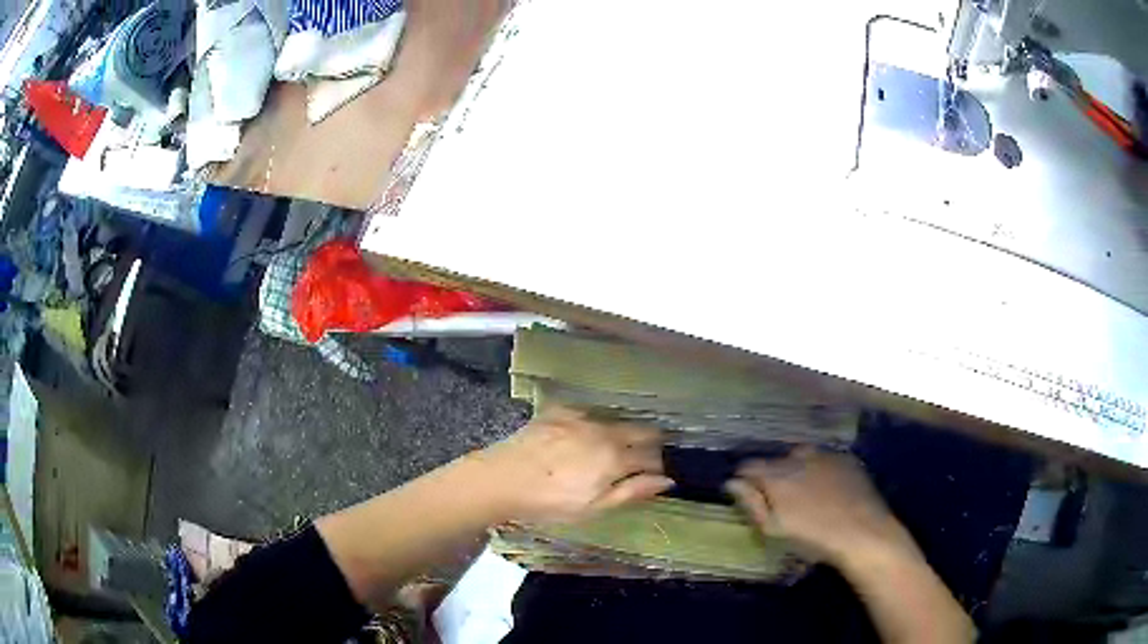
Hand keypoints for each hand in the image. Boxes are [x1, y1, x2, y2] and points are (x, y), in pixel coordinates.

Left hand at [479, 407, 674, 523]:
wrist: (501, 480)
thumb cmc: (549, 503)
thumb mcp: (593, 507)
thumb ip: (632, 491)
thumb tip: (667, 480)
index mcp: (615, 457)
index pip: (652, 456)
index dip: (658, 465)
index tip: (654, 474)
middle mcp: (603, 431)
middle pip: (640, 431)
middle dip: (647, 444)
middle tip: (638, 461)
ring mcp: (580, 417)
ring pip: (615, 421)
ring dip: (621, 434)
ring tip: (609, 451)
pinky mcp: (559, 411)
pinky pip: (588, 414)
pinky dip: (594, 424)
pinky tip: (582, 438)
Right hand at [724, 447, 918, 568]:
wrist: (863, 532)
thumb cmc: (813, 538)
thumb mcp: (774, 529)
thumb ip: (751, 503)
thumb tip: (731, 482)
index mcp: (777, 475)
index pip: (749, 466)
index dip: (743, 479)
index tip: (745, 493)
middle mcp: (799, 457)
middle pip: (776, 459)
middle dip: (772, 474)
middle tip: (776, 498)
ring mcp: (826, 455)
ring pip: (802, 456)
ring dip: (797, 469)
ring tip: (803, 491)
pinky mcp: (847, 460)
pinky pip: (825, 459)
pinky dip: (819, 469)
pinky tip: (826, 489)